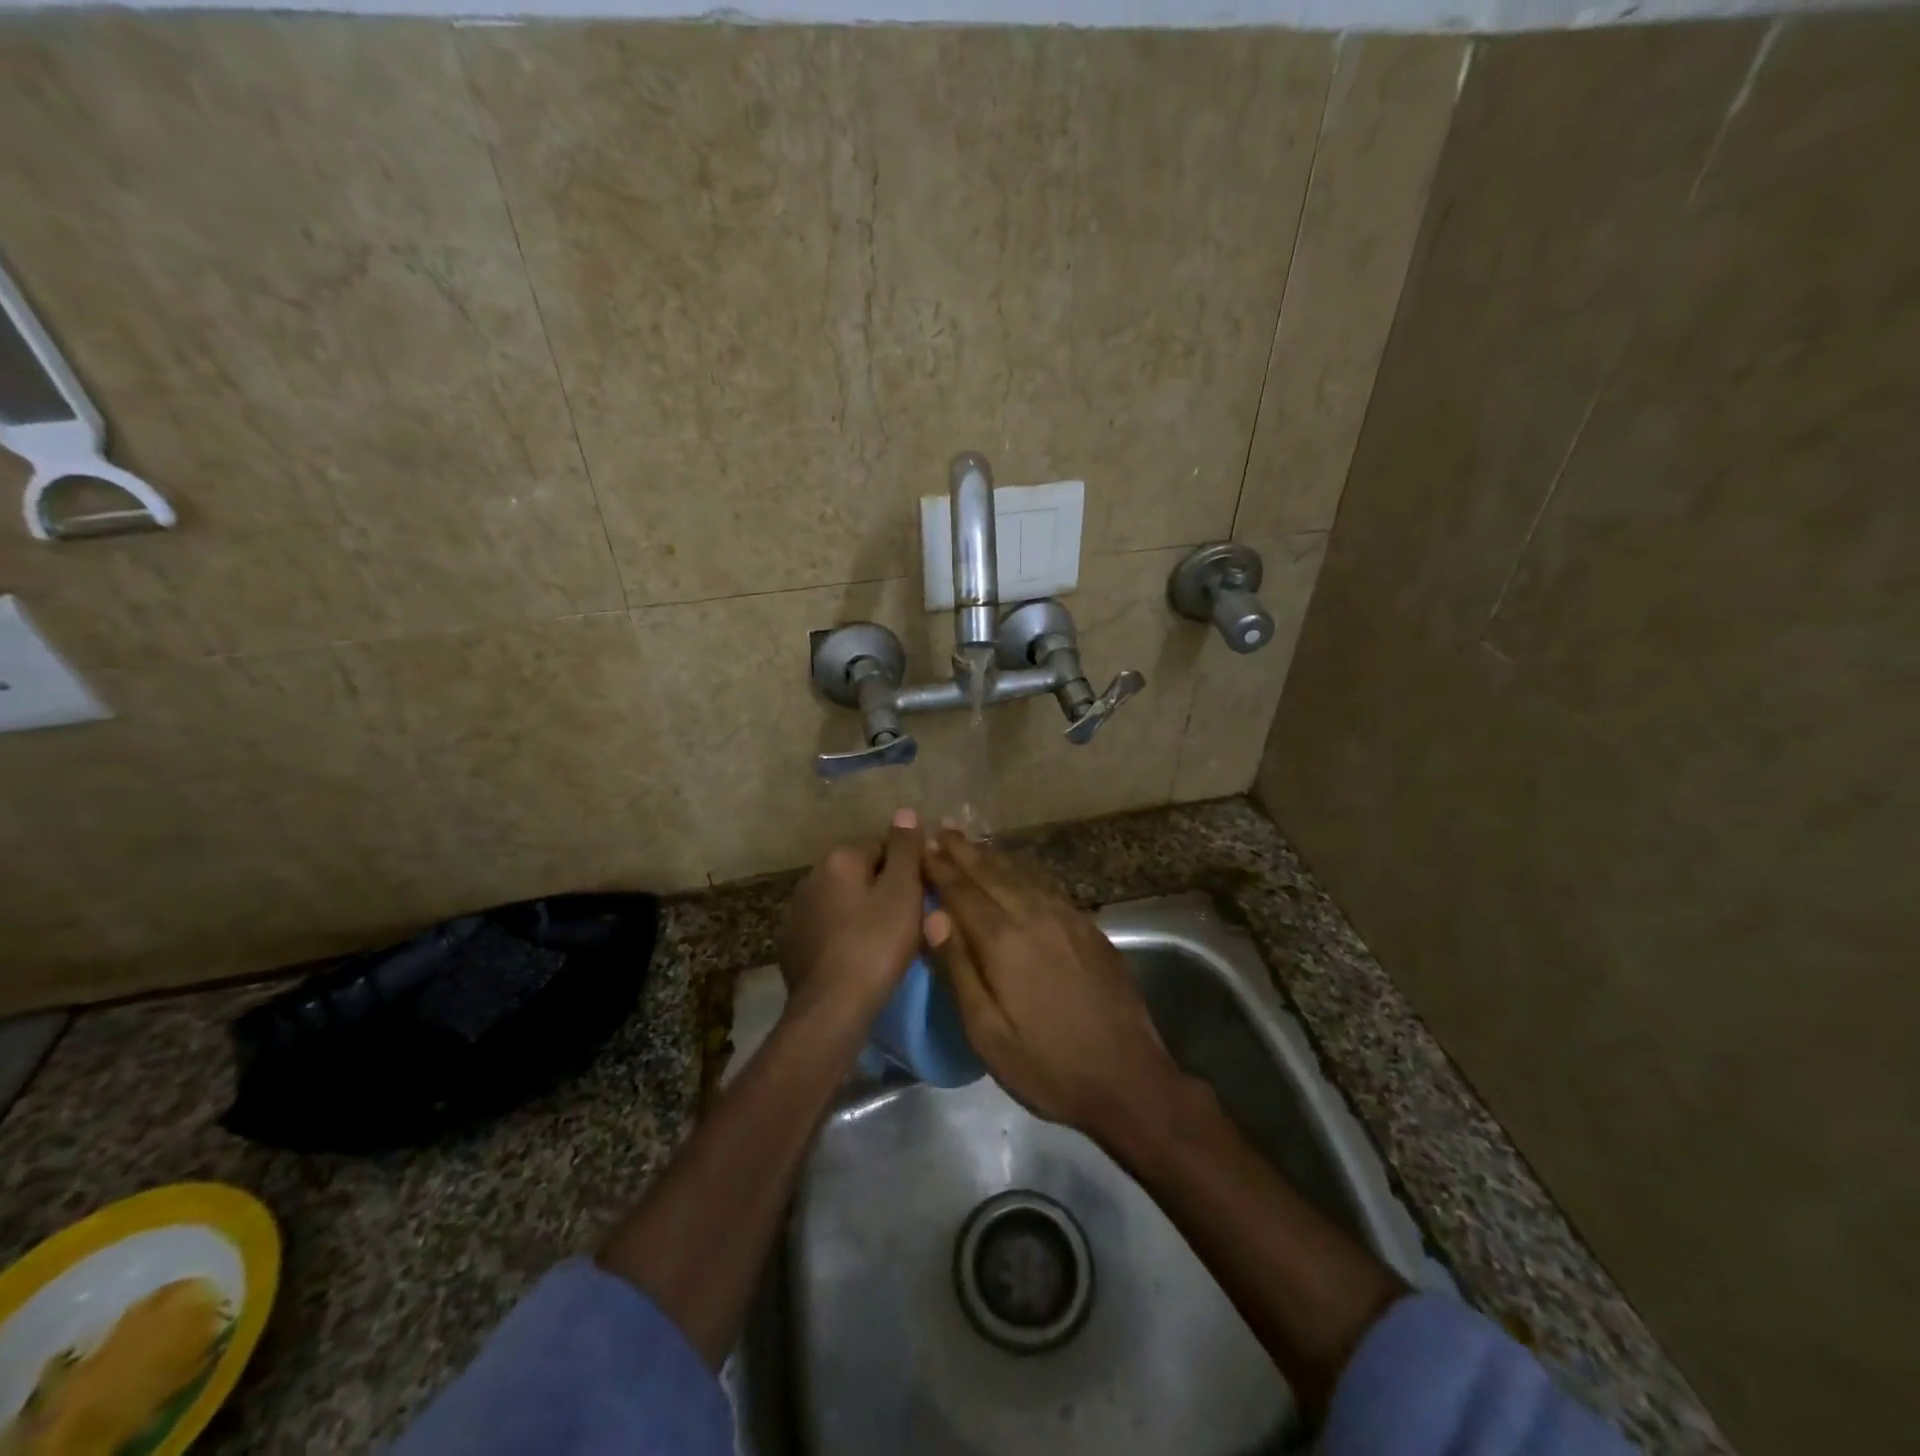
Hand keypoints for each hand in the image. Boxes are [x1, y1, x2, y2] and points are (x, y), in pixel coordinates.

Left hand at [780, 809, 925, 1014]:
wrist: (831, 1008)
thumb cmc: (875, 945)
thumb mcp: (902, 893)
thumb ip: (905, 849)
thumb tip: (905, 811)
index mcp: (840, 859)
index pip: (883, 845)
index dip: (908, 868)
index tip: (923, 894)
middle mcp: (812, 876)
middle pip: (861, 872)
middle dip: (885, 888)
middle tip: (911, 919)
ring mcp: (798, 911)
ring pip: (844, 900)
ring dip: (864, 911)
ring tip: (888, 941)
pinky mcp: (793, 943)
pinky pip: (829, 927)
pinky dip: (845, 934)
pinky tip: (860, 956)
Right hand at [923, 830, 1187, 1144]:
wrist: (1128, 1079)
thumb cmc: (1047, 1066)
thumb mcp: (988, 1034)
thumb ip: (959, 970)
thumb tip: (934, 917)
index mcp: (1004, 942)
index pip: (963, 893)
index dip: (940, 869)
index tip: (921, 849)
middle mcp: (1036, 917)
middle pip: (993, 874)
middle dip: (964, 853)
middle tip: (941, 832)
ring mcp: (1068, 919)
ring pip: (1023, 875)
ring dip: (993, 857)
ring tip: (972, 844)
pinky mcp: (1090, 928)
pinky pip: (1048, 887)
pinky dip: (1025, 872)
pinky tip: (1018, 873)